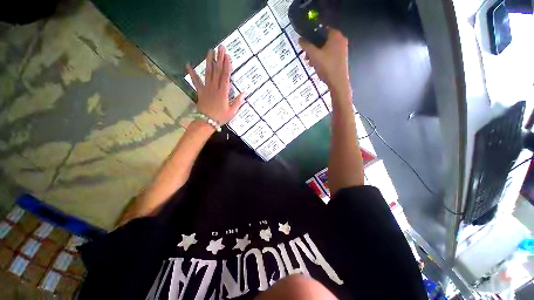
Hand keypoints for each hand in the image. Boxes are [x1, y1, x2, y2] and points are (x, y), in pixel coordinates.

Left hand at [186, 45, 244, 124]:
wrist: (207, 122)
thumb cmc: (221, 117)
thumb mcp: (232, 111)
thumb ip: (238, 102)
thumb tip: (244, 92)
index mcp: (223, 92)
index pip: (226, 76)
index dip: (227, 65)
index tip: (228, 56)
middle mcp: (215, 87)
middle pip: (217, 71)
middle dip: (219, 59)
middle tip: (220, 47)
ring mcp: (206, 88)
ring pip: (208, 73)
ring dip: (209, 61)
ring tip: (210, 51)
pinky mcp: (200, 91)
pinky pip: (195, 81)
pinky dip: (192, 73)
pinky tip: (188, 64)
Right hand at [299, 29, 349, 93]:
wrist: (338, 82)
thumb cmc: (327, 66)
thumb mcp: (314, 55)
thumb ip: (306, 46)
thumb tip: (300, 39)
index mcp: (335, 35)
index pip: (322, 28)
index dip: (312, 34)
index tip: (305, 42)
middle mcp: (340, 39)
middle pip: (323, 39)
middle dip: (313, 47)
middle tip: (306, 55)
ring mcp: (342, 49)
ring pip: (325, 48)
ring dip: (316, 54)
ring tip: (310, 63)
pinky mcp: (341, 58)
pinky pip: (329, 54)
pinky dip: (322, 58)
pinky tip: (316, 66)